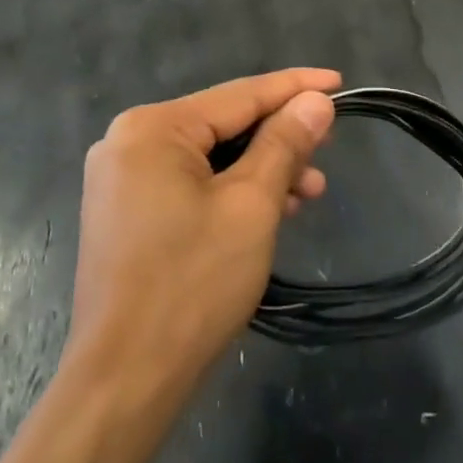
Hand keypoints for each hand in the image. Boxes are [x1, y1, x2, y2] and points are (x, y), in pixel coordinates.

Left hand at [65, 69, 339, 410]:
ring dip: (261, 170)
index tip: (339, 82)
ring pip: (210, 157)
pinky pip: (190, 183)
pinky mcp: (126, 212)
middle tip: (328, 150)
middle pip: (223, 125)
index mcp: (152, 128)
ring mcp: (122, 179)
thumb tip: (315, 101)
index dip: (294, 88)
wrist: (125, 381)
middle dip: (280, 138)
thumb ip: (285, 144)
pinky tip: (270, 209)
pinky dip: (232, 191)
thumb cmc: (192, 285)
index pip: (239, 95)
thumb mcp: (251, 206)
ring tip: (309, 192)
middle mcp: (129, 141)